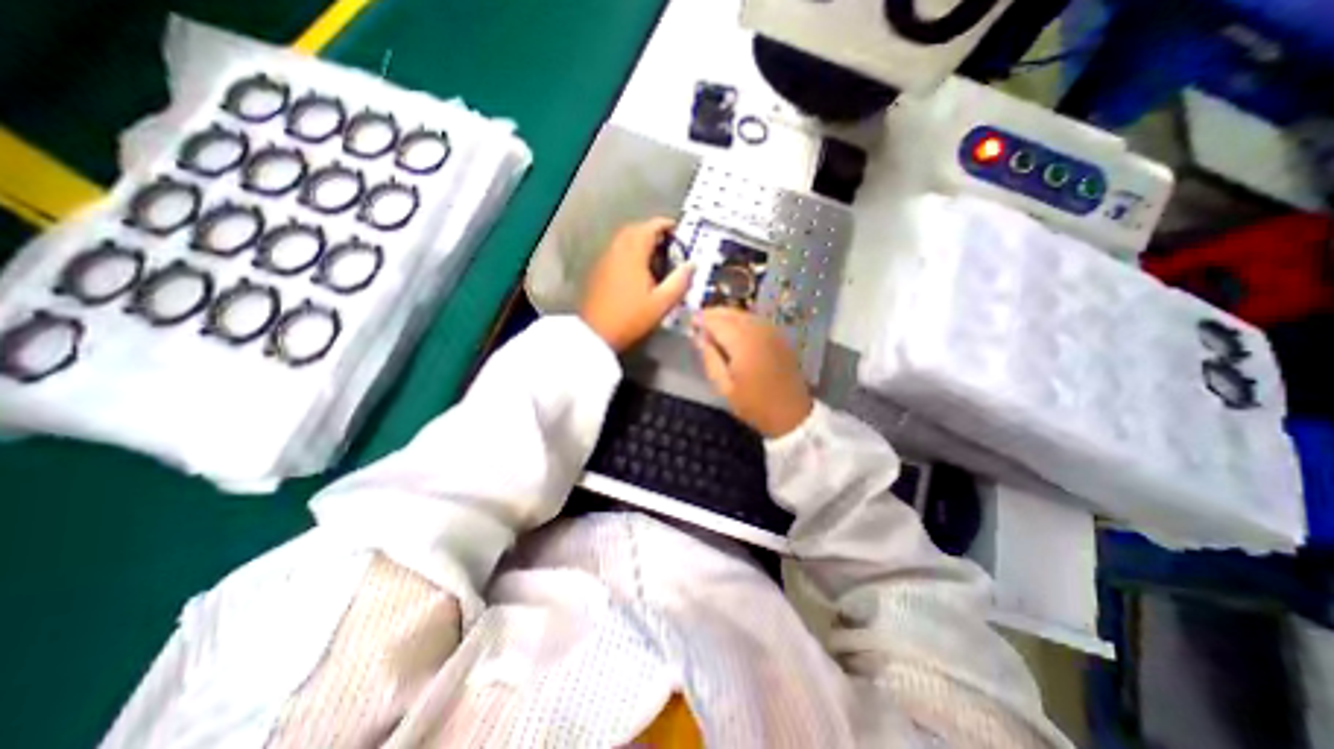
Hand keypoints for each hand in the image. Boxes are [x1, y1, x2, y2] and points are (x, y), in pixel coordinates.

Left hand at [578, 217, 692, 349]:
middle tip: (668, 244)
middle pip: (635, 229)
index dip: (665, 225)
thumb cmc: (631, 318)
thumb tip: (692, 265)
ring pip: (623, 240)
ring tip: (655, 257)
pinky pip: (616, 251)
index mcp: (633, 254)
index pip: (650, 227)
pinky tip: (638, 270)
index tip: (678, 231)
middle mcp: (617, 250)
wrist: (596, 333)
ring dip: (640, 241)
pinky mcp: (598, 271)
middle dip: (652, 231)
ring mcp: (605, 260)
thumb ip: (679, 282)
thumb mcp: (661, 303)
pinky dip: (629, 251)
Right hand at [699, 307, 813, 439]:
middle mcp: (758, 331)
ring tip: (713, 326)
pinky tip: (734, 330)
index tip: (690, 322)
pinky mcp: (780, 337)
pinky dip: (742, 320)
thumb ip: (710, 359)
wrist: (792, 414)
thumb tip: (699, 338)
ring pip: (745, 314)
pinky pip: (756, 320)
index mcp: (743, 343)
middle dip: (714, 314)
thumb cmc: (755, 405)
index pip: (717, 321)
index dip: (702, 319)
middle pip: (732, 313)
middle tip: (699, 322)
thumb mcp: (725, 387)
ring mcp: (772, 332)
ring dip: (727, 316)